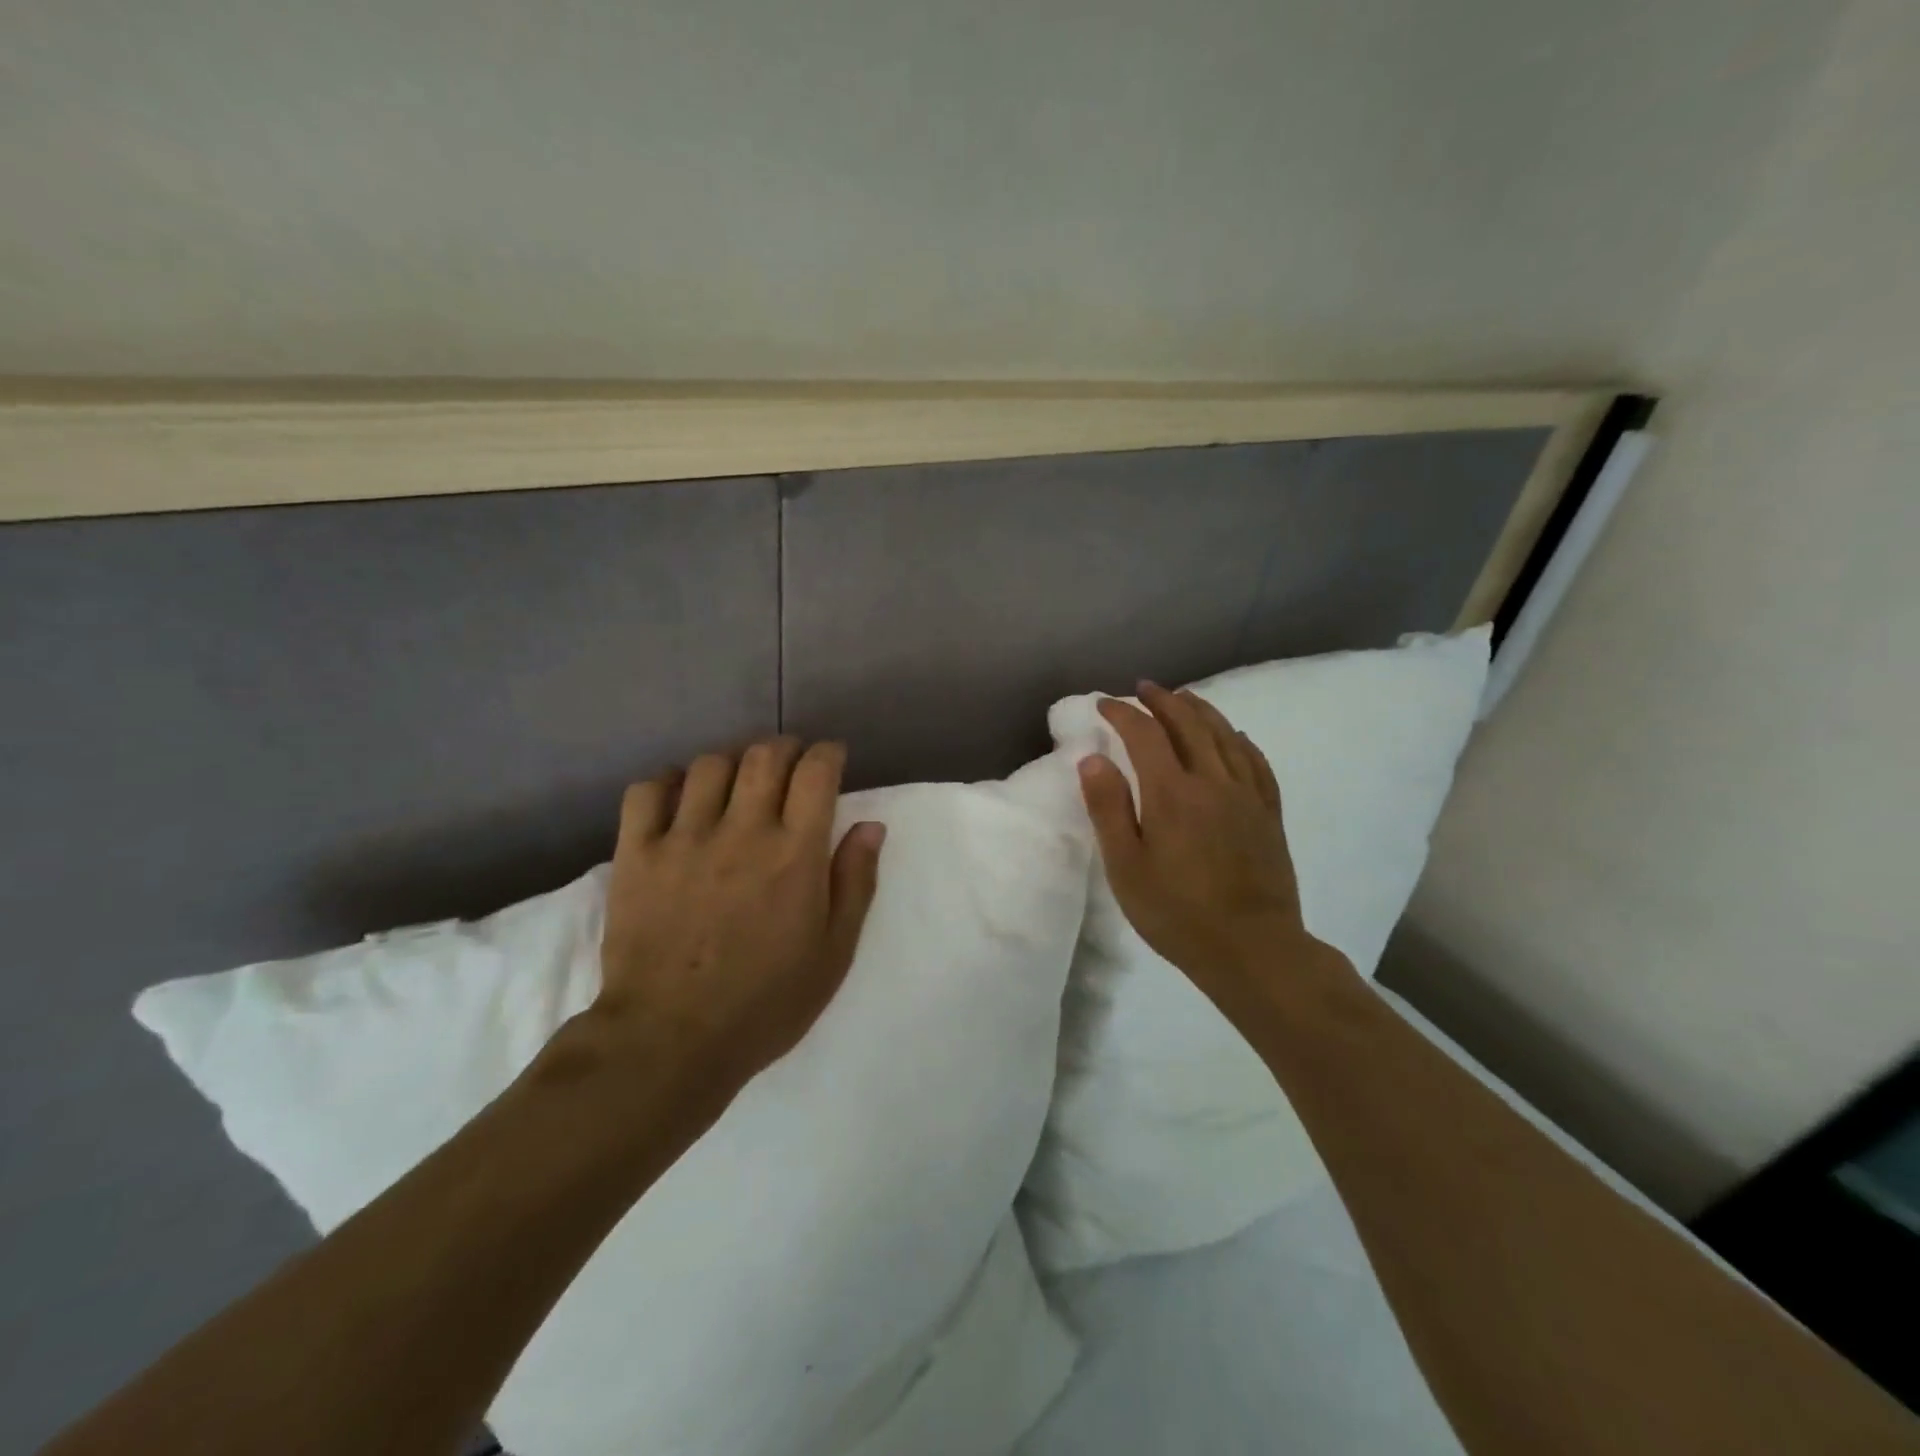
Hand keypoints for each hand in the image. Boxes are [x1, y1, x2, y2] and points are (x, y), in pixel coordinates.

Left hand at [595, 736, 884, 1096]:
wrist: (669, 1041)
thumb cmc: (765, 1002)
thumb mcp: (833, 953)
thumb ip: (855, 882)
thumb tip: (870, 825)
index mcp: (794, 853)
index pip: (816, 772)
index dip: (828, 754)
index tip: (831, 759)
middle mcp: (741, 831)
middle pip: (764, 756)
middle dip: (784, 748)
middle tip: (789, 765)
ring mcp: (683, 838)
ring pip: (709, 765)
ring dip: (732, 763)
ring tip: (736, 783)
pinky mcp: (636, 854)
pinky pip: (647, 790)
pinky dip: (667, 781)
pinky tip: (679, 797)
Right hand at [1076, 684, 1350, 1019]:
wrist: (1252, 948)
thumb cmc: (1177, 913)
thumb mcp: (1126, 867)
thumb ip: (1108, 809)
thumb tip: (1092, 759)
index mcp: (1172, 793)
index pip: (1145, 735)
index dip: (1123, 713)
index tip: (1104, 704)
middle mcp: (1212, 781)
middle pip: (1188, 724)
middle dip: (1163, 701)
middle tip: (1144, 689)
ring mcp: (1247, 795)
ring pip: (1225, 736)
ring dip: (1201, 711)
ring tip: (1184, 698)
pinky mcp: (1269, 814)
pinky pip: (1257, 762)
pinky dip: (1241, 741)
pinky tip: (1235, 736)